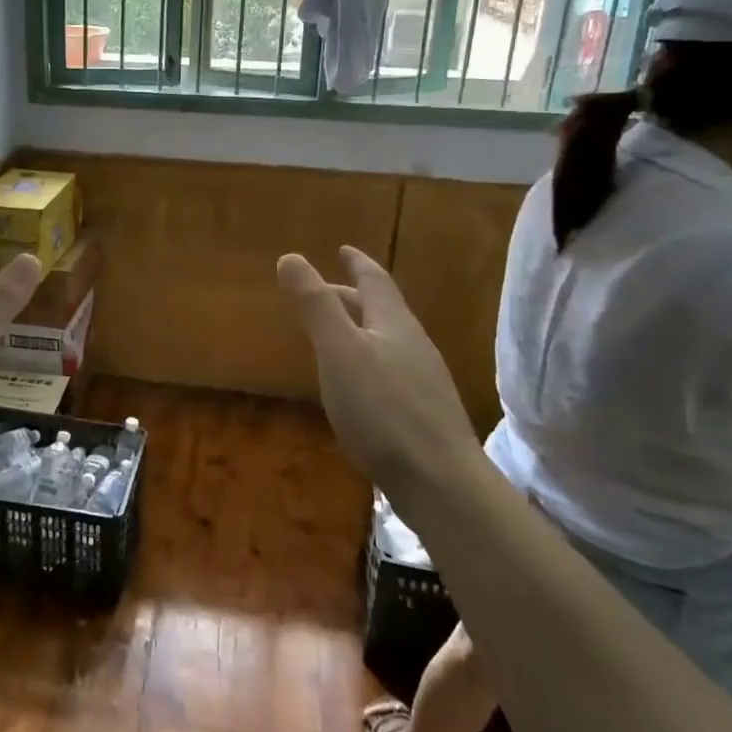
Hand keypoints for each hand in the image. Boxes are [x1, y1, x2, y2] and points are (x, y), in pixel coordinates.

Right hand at [277, 246, 481, 486]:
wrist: (440, 482)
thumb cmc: (382, 410)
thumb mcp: (339, 351)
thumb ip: (315, 305)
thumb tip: (291, 257)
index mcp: (394, 324)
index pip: (375, 281)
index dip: (357, 263)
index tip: (343, 249)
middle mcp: (413, 345)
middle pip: (382, 310)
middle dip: (352, 297)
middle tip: (324, 292)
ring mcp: (423, 380)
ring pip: (387, 341)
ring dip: (360, 329)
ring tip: (336, 335)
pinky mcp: (424, 413)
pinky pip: (391, 370)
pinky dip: (367, 360)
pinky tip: (357, 384)